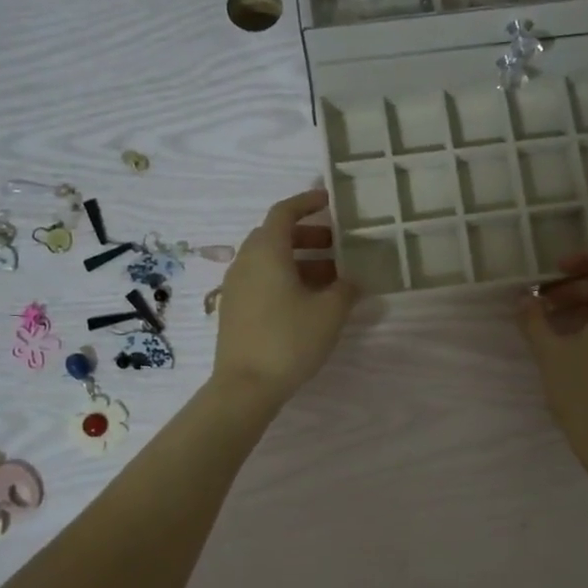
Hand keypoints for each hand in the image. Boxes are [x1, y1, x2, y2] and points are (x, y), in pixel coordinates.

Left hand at [212, 188, 359, 411]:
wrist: (246, 386)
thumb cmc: (289, 339)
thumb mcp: (330, 312)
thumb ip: (346, 289)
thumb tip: (352, 280)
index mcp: (266, 251)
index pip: (284, 212)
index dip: (307, 202)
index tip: (329, 201)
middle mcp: (246, 262)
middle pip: (276, 236)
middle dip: (308, 236)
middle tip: (338, 246)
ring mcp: (236, 287)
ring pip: (270, 261)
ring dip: (300, 261)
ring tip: (332, 278)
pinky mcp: (235, 310)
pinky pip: (262, 281)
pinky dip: (286, 280)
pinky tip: (310, 302)